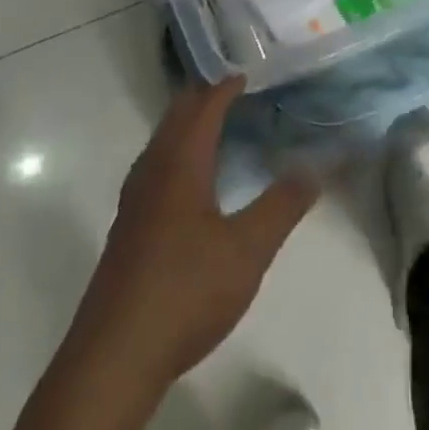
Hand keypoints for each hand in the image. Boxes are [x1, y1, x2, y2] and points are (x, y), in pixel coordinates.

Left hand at [69, 75, 317, 392]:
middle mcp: (152, 170)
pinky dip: (176, 153)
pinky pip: (154, 167)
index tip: (246, 74)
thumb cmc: (185, 290)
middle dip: (203, 98)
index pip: (203, 107)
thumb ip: (282, 205)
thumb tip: (314, 166)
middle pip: (176, 117)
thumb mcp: (247, 250)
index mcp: (180, 163)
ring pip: (161, 142)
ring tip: (215, 128)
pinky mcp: (127, 228)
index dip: (225, 87)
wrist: (115, 355)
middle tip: (235, 92)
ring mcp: (134, 199)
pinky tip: (188, 183)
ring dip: (187, 126)